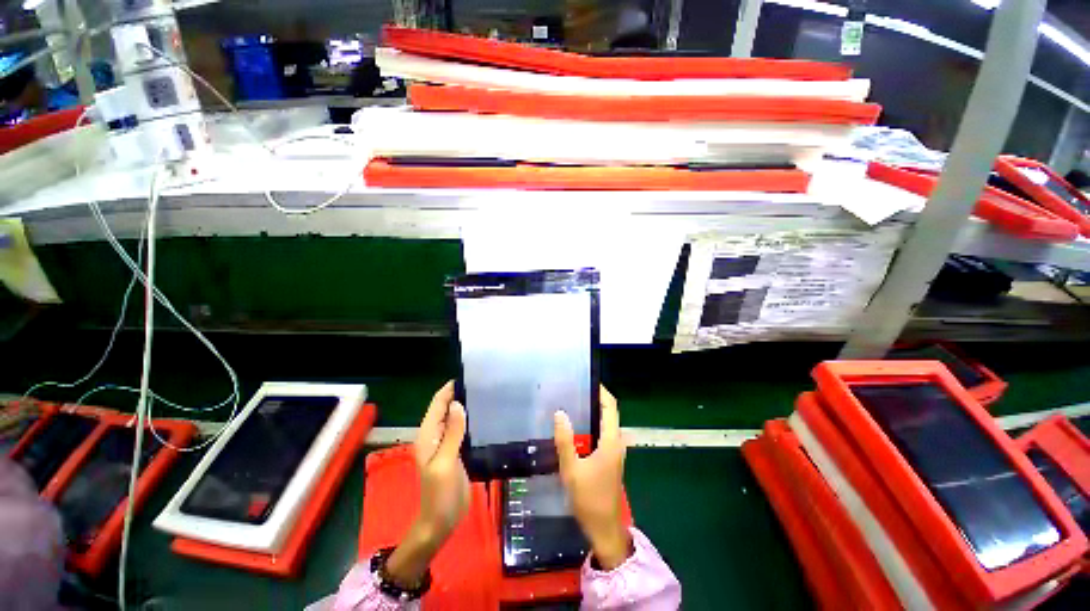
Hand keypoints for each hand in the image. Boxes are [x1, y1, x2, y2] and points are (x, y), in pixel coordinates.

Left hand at [385, 381, 470, 587]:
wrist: (440, 522)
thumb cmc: (439, 494)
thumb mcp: (445, 462)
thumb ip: (452, 433)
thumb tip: (458, 403)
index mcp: (428, 435)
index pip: (438, 403)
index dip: (450, 389)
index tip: (469, 376)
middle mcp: (436, 435)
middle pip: (446, 408)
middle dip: (460, 394)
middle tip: (484, 384)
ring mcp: (446, 444)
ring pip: (455, 418)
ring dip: (466, 406)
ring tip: (487, 395)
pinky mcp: (456, 451)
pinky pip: (462, 429)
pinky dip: (470, 420)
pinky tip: (484, 416)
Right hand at [554, 385, 631, 569]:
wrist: (603, 528)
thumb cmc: (588, 498)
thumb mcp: (571, 469)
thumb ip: (565, 441)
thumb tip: (560, 412)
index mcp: (611, 441)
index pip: (611, 407)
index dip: (602, 391)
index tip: (587, 380)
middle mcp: (616, 442)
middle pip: (609, 412)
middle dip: (595, 398)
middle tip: (574, 390)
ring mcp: (615, 451)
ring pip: (606, 423)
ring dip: (594, 411)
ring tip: (573, 403)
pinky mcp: (610, 458)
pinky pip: (603, 433)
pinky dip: (593, 423)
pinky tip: (577, 427)